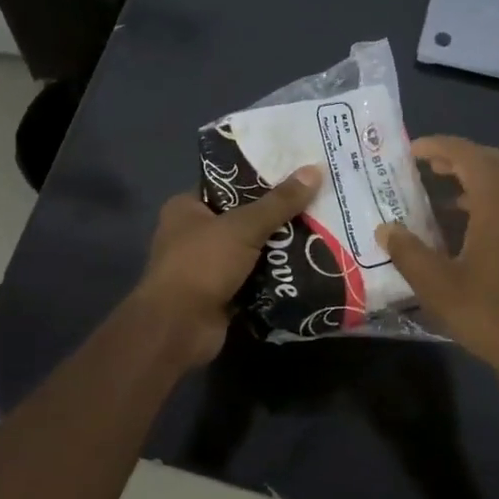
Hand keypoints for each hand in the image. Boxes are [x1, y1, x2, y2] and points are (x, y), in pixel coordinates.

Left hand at [134, 165, 323, 365]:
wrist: (179, 329)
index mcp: (186, 207)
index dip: (259, 178)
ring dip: (279, 246)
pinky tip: (307, 265)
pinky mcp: (220, 293)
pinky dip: (274, 275)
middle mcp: (193, 233)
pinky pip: (253, 277)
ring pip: (250, 249)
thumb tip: (315, 169)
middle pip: (243, 217)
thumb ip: (279, 202)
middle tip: (315, 202)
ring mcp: (206, 266)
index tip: (295, 173)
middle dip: (276, 215)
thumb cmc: (202, 264)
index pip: (227, 184)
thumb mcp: (243, 226)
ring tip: (320, 230)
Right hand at [376, 136, 498, 381]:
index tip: (411, 150)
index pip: (468, 155)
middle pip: (493, 160)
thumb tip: (386, 228)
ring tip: (441, 192)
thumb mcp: (437, 285)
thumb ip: (408, 251)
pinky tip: (467, 223)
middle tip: (427, 166)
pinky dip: (491, 197)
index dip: (439, 146)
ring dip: (476, 177)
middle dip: (459, 156)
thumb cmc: (491, 313)